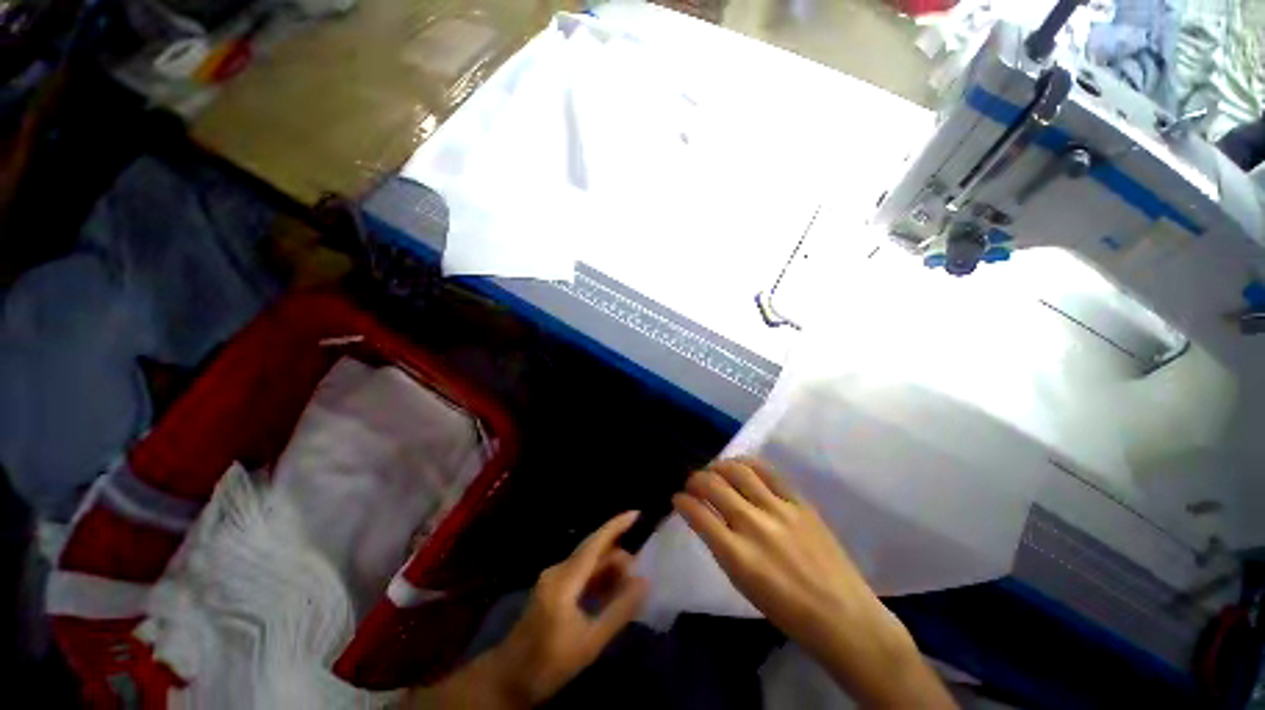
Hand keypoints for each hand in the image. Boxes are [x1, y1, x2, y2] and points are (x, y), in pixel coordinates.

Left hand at [493, 510, 647, 704]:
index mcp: (564, 580)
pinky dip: (598, 577)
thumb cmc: (549, 663)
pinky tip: (612, 589)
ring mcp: (552, 579)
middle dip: (618, 551)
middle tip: (642, 562)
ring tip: (631, 578)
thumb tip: (644, 582)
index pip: (595, 543)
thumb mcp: (590, 642)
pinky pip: (580, 573)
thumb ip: (619, 610)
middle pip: (592, 550)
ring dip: (609, 567)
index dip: (616, 525)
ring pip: (587, 562)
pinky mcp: (551, 588)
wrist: (508, 680)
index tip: (636, 514)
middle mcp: (557, 571)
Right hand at [674, 458, 954, 708]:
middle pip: (714, 485)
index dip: (682, 501)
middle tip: (693, 482)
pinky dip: (748, 464)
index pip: (698, 514)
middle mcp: (754, 525)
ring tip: (714, 470)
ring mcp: (779, 509)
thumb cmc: (786, 610)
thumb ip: (721, 546)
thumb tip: (706, 518)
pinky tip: (741, 465)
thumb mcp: (742, 583)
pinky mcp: (799, 501)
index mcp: (737, 555)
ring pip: (738, 470)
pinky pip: (768, 471)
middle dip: (696, 479)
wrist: (842, 614)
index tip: (678, 498)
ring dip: (719, 466)